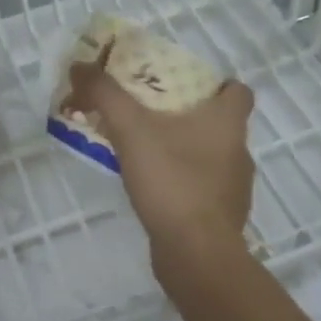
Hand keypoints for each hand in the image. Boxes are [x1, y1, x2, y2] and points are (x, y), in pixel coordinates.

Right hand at [65, 60, 255, 279]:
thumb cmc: (173, 181)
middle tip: (149, 113)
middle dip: (187, 115)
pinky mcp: (221, 217)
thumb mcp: (131, 129)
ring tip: (144, 152)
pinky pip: (201, 188)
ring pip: (210, 156)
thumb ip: (105, 94)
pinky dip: (181, 182)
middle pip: (220, 122)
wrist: (196, 255)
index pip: (239, 91)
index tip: (184, 85)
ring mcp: (233, 188)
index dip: (217, 83)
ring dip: (183, 150)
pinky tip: (153, 189)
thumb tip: (80, 65)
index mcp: (228, 123)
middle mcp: (239, 151)